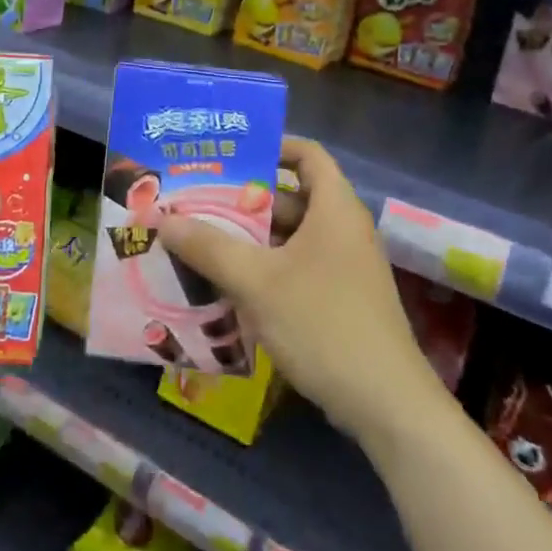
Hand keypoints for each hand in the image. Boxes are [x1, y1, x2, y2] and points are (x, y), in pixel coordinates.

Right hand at [159, 137, 440, 442]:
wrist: (386, 404)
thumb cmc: (323, 324)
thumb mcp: (258, 282)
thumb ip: (209, 247)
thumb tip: (164, 219)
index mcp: (334, 208)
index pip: (307, 154)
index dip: (272, 146)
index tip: (230, 156)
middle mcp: (343, 229)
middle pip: (292, 197)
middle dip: (245, 199)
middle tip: (198, 201)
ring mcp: (345, 267)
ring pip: (291, 237)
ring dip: (251, 238)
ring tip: (202, 241)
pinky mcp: (341, 299)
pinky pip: (297, 268)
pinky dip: (265, 268)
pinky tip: (229, 285)